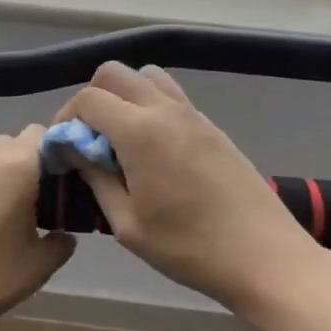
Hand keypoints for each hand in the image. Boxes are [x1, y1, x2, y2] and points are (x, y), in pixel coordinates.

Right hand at [56, 63, 317, 315]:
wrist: (264, 256)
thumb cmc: (189, 248)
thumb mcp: (128, 225)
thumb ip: (96, 179)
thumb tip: (77, 151)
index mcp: (139, 131)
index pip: (88, 98)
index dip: (67, 117)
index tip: (65, 147)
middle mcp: (164, 110)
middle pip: (115, 73)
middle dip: (92, 98)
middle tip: (90, 138)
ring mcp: (193, 114)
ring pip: (146, 76)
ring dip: (125, 95)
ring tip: (121, 137)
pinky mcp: (211, 126)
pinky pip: (171, 95)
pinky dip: (151, 106)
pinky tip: (153, 149)